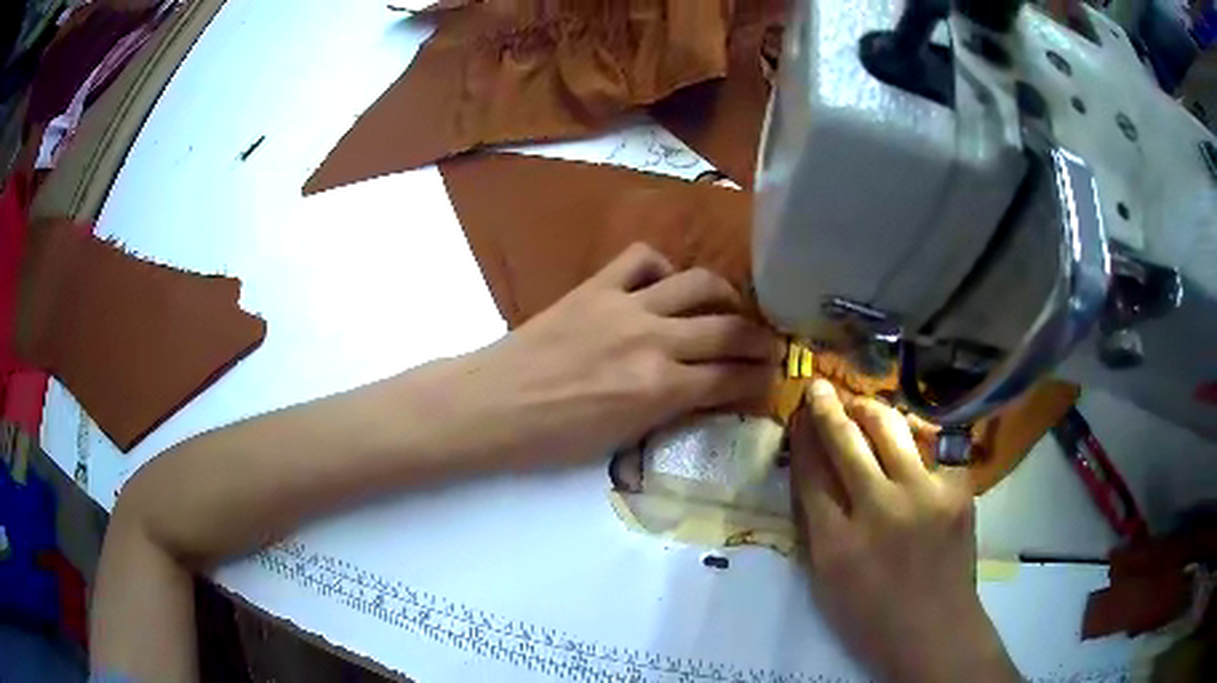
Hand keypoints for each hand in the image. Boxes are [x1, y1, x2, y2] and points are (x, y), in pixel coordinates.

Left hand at [447, 243, 781, 468]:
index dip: (761, 379)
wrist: (493, 403)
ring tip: (732, 306)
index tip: (773, 377)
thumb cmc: (553, 437)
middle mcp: (653, 342)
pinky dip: (663, 268)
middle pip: (729, 329)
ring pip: (699, 283)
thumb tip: (707, 390)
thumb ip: (671, 409)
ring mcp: (625, 306)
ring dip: (726, 295)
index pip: (732, 379)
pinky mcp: (597, 286)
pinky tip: (664, 285)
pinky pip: (643, 259)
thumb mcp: (623, 438)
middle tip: (771, 343)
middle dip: (762, 338)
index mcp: (660, 391)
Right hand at [790, 379, 1019, 682]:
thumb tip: (813, 477)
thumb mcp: (826, 582)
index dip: (803, 438)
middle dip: (828, 408)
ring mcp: (923, 495)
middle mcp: (879, 509)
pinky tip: (906, 442)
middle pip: (846, 442)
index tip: (798, 416)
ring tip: (860, 404)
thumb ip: (818, 527)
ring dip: (869, 409)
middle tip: (819, 386)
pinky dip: (912, 440)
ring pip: (890, 429)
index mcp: (836, 542)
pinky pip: (929, 449)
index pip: (811, 473)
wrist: (935, 628)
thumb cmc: (871, 617)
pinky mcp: (956, 489)